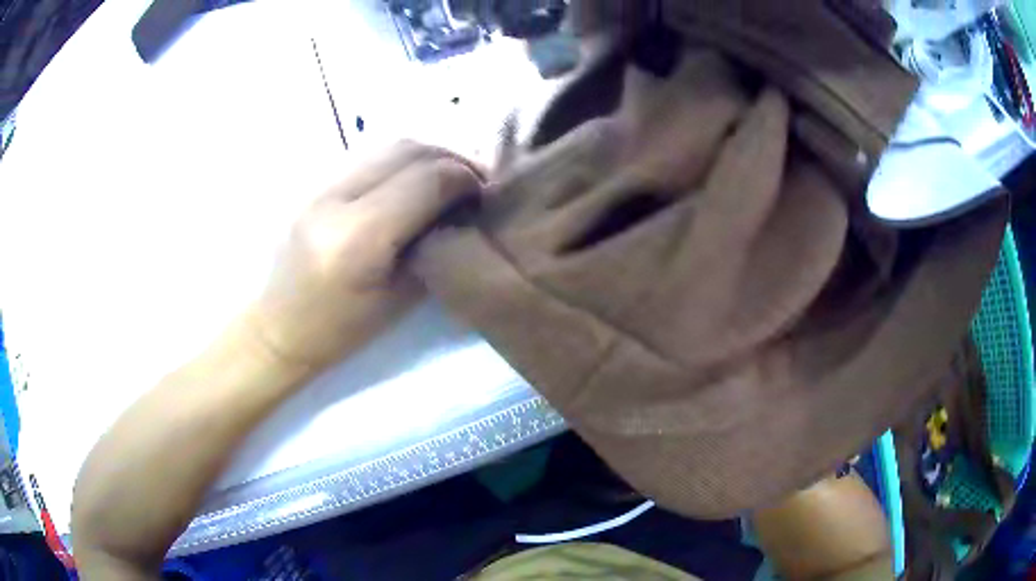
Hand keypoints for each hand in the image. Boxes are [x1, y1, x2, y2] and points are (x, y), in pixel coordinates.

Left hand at [245, 141, 483, 371]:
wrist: (278, 328)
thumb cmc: (340, 332)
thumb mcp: (399, 300)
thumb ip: (435, 245)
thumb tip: (464, 210)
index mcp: (358, 238)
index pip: (426, 180)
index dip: (465, 179)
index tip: (485, 194)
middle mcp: (335, 198)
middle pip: (407, 149)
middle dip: (450, 159)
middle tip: (473, 182)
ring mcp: (319, 185)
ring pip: (386, 145)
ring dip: (426, 155)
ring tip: (447, 178)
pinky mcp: (313, 183)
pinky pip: (367, 156)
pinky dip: (400, 161)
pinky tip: (411, 181)